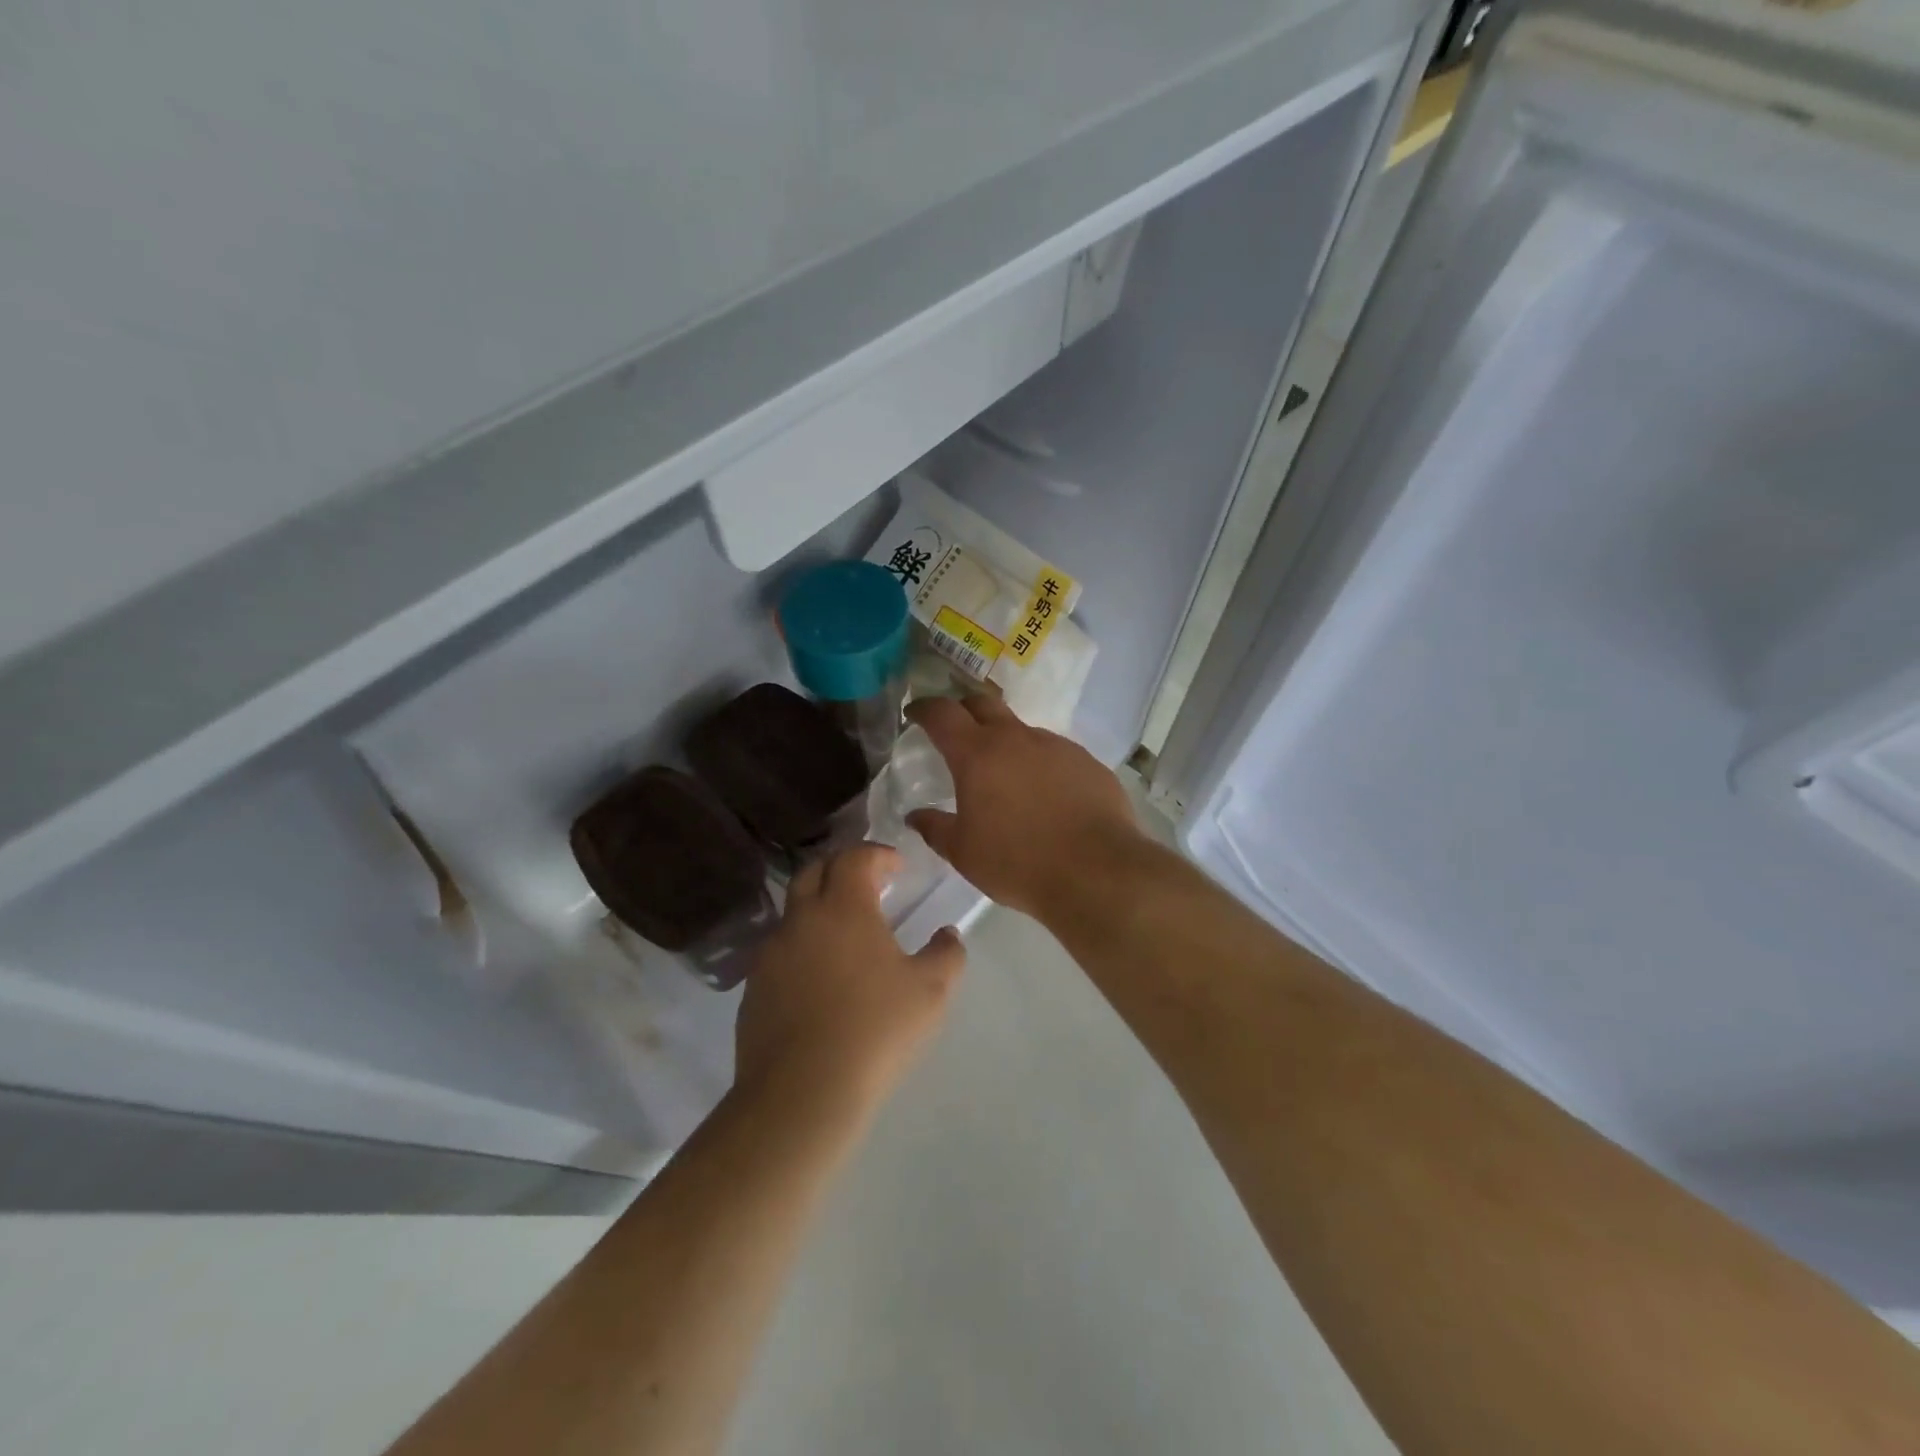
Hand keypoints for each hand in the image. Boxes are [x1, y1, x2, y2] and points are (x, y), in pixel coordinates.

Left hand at [735, 844, 964, 1116]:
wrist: (801, 1092)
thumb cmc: (875, 1030)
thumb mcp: (930, 992)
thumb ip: (947, 954)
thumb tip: (948, 935)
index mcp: (844, 908)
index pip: (855, 857)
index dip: (877, 853)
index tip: (896, 866)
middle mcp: (802, 919)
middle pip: (814, 870)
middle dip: (841, 867)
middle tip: (866, 884)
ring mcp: (771, 952)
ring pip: (793, 911)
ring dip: (818, 907)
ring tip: (844, 932)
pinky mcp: (753, 986)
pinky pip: (779, 949)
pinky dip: (801, 945)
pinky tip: (819, 977)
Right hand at [904, 695, 1144, 920]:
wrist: (1096, 872)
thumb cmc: (1017, 863)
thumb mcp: (964, 853)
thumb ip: (935, 829)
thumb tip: (915, 816)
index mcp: (978, 754)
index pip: (942, 713)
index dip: (924, 708)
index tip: (915, 713)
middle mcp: (1017, 738)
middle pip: (984, 704)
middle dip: (964, 710)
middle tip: (956, 731)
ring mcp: (1057, 746)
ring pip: (1022, 731)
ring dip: (1007, 743)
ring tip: (1006, 777)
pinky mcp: (1087, 762)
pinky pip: (1055, 754)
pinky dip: (1040, 765)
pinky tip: (1046, 796)